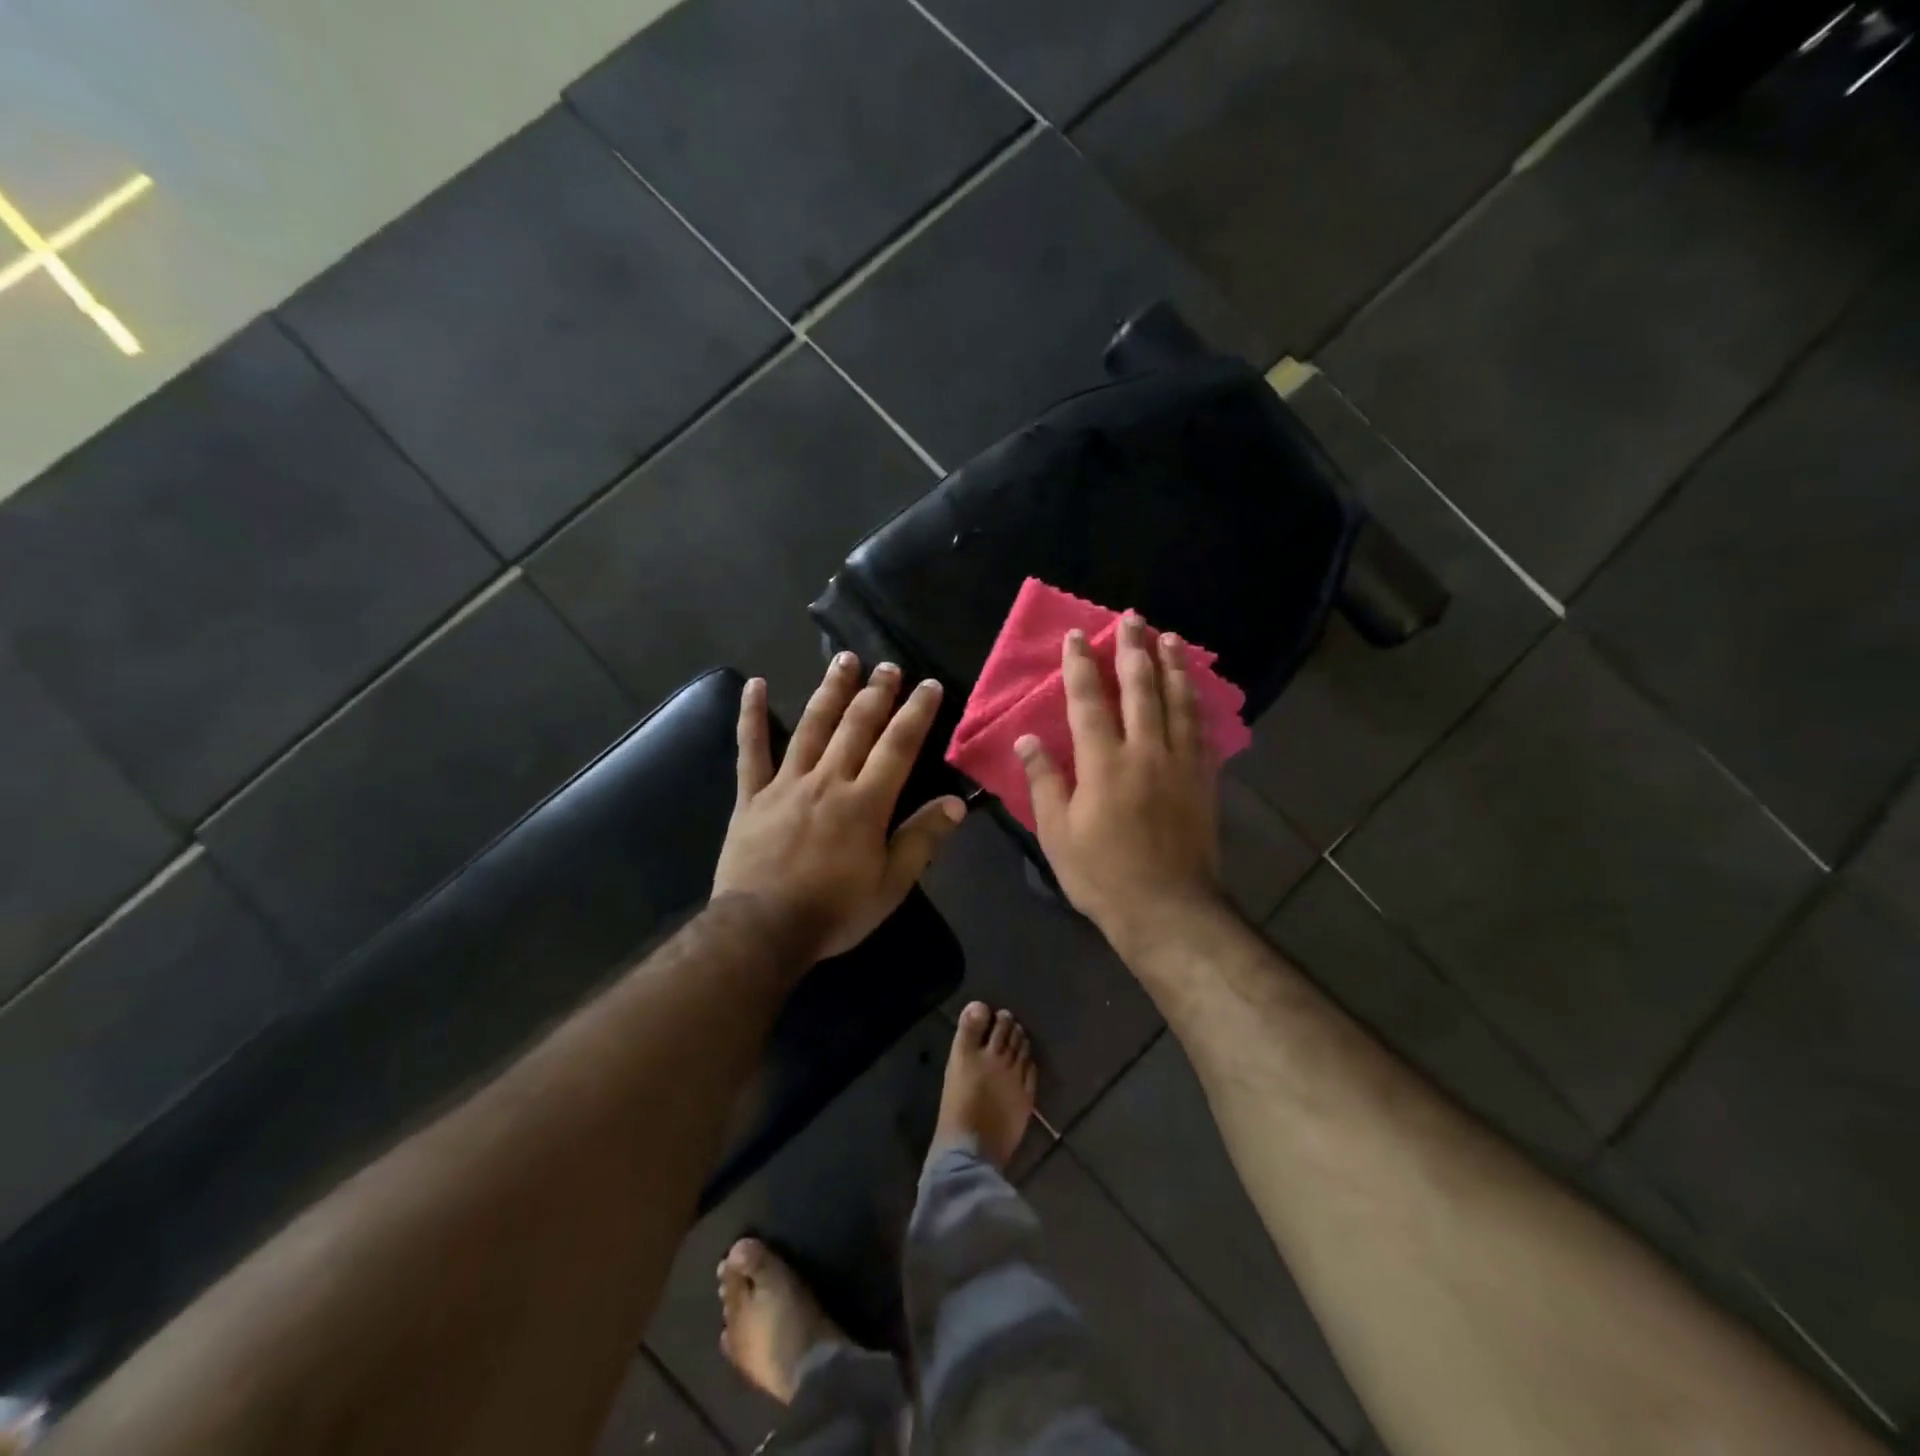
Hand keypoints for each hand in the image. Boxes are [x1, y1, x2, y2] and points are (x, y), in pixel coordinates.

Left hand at [713, 655, 966, 966]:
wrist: (762, 929)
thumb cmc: (834, 910)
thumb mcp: (891, 884)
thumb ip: (922, 839)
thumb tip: (956, 803)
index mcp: (866, 802)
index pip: (898, 746)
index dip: (916, 713)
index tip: (928, 685)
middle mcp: (828, 781)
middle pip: (856, 726)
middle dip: (876, 692)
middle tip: (888, 666)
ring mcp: (786, 783)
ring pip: (812, 726)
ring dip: (830, 691)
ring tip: (844, 660)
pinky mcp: (752, 795)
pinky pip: (751, 750)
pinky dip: (752, 716)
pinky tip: (755, 686)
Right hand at [1016, 616, 1225, 947]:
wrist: (1167, 910)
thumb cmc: (1102, 875)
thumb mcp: (1057, 833)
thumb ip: (1044, 781)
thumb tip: (1028, 739)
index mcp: (1104, 764)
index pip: (1088, 702)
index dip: (1081, 666)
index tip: (1078, 636)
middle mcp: (1146, 752)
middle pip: (1141, 689)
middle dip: (1135, 650)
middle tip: (1134, 619)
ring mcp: (1181, 764)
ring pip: (1178, 703)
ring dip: (1173, 667)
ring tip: (1171, 638)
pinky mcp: (1204, 781)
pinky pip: (1202, 732)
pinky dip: (1197, 705)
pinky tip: (1196, 692)